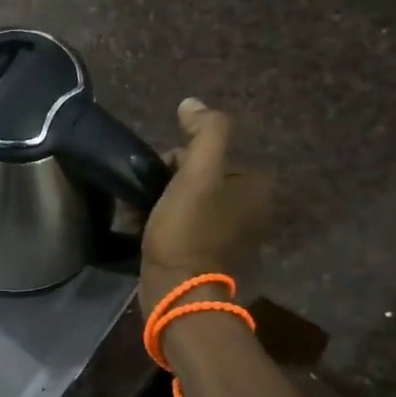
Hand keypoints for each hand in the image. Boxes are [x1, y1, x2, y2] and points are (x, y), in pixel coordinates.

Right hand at [139, 98, 272, 314]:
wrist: (179, 293)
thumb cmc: (187, 231)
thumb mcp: (197, 174)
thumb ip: (204, 132)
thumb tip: (193, 104)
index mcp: (255, 185)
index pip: (208, 153)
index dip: (177, 160)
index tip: (159, 177)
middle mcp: (252, 208)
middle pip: (198, 176)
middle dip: (168, 183)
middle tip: (147, 199)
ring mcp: (233, 235)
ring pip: (189, 201)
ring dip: (162, 203)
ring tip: (140, 216)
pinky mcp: (213, 256)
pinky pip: (187, 226)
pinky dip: (167, 225)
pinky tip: (146, 231)